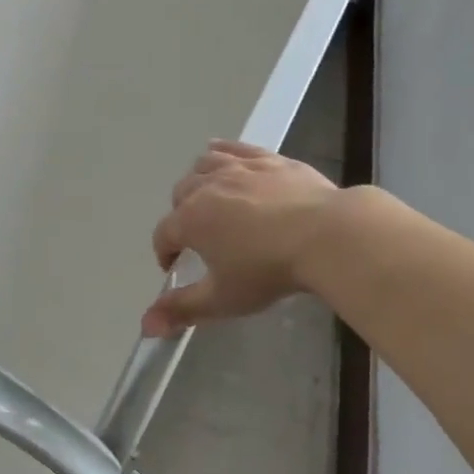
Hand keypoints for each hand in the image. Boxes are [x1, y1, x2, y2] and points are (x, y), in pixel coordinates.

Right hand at [142, 141, 343, 335]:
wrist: (326, 235)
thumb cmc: (269, 270)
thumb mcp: (223, 298)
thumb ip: (182, 310)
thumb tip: (146, 326)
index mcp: (191, 220)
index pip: (163, 234)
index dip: (164, 253)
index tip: (174, 267)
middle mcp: (208, 187)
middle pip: (181, 194)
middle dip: (180, 215)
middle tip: (197, 237)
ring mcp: (239, 168)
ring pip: (204, 165)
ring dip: (198, 181)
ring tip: (207, 197)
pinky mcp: (268, 159)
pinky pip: (235, 147)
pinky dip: (222, 151)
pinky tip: (222, 154)